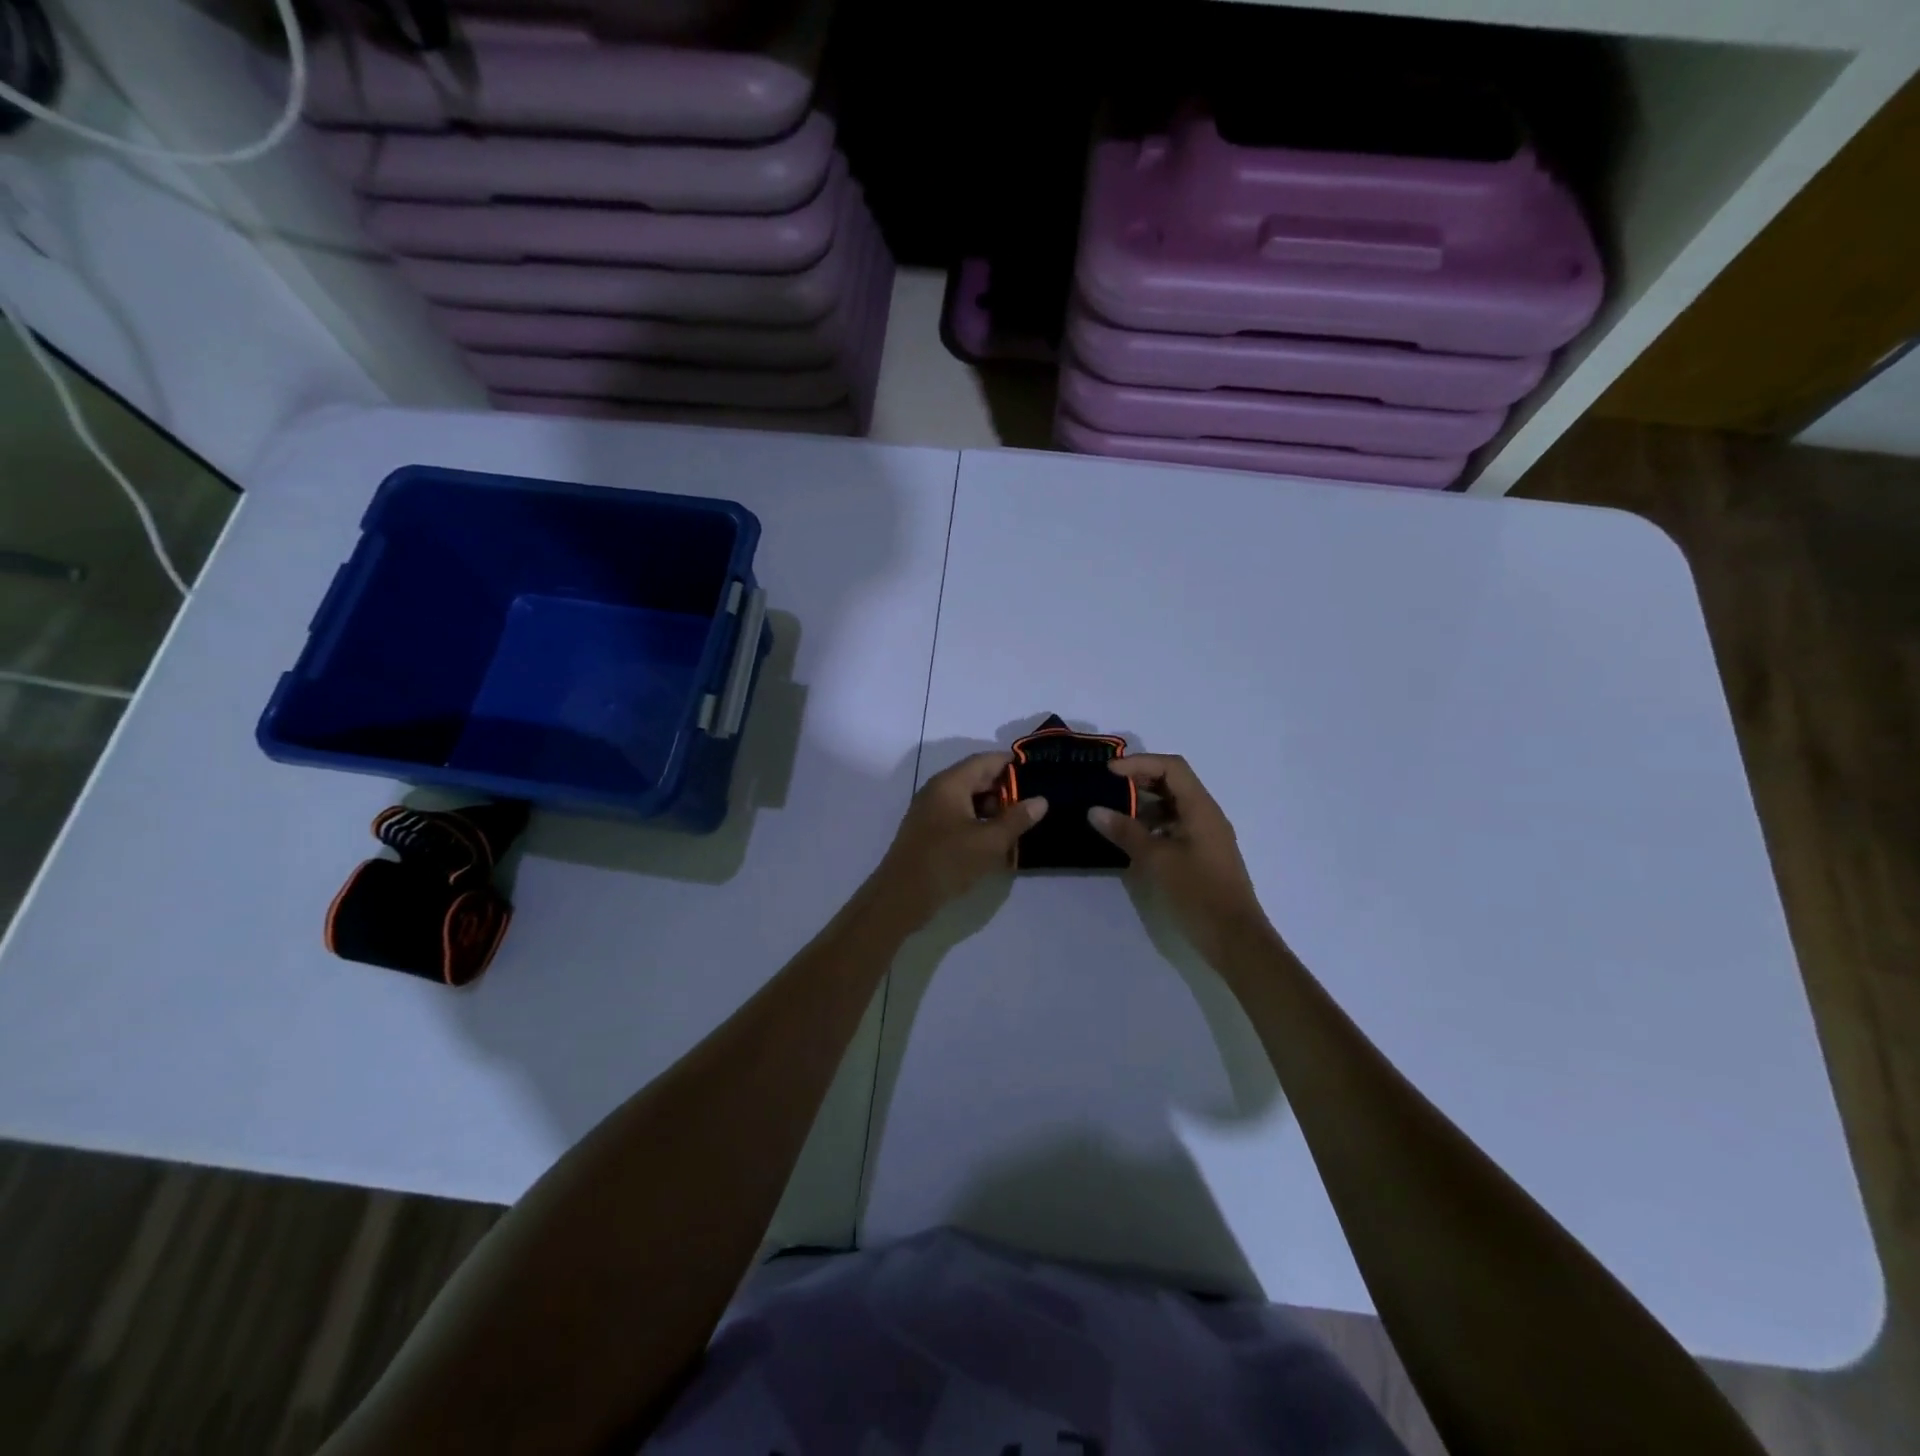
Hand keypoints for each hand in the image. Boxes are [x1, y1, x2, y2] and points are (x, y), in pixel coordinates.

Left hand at [872, 752, 1047, 930]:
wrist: (901, 897)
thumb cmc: (947, 861)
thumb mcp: (989, 842)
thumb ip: (1017, 819)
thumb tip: (1040, 800)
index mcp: (950, 783)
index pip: (986, 760)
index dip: (1013, 765)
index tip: (1039, 775)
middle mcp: (938, 790)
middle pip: (977, 779)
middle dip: (1006, 790)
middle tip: (1034, 804)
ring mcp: (930, 811)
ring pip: (968, 800)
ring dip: (993, 810)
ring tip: (1020, 825)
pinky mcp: (929, 832)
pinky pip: (959, 817)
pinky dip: (979, 823)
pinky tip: (996, 841)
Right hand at [1089, 754, 1274, 967]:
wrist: (1234, 938)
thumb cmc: (1197, 893)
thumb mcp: (1156, 860)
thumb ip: (1125, 831)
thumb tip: (1094, 810)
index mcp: (1201, 808)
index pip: (1171, 767)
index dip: (1139, 763)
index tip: (1109, 773)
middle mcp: (1206, 815)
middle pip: (1173, 783)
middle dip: (1139, 781)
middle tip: (1106, 788)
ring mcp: (1206, 835)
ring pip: (1173, 806)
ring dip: (1144, 804)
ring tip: (1113, 814)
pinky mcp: (1202, 855)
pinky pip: (1175, 826)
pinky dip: (1153, 825)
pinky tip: (1132, 840)